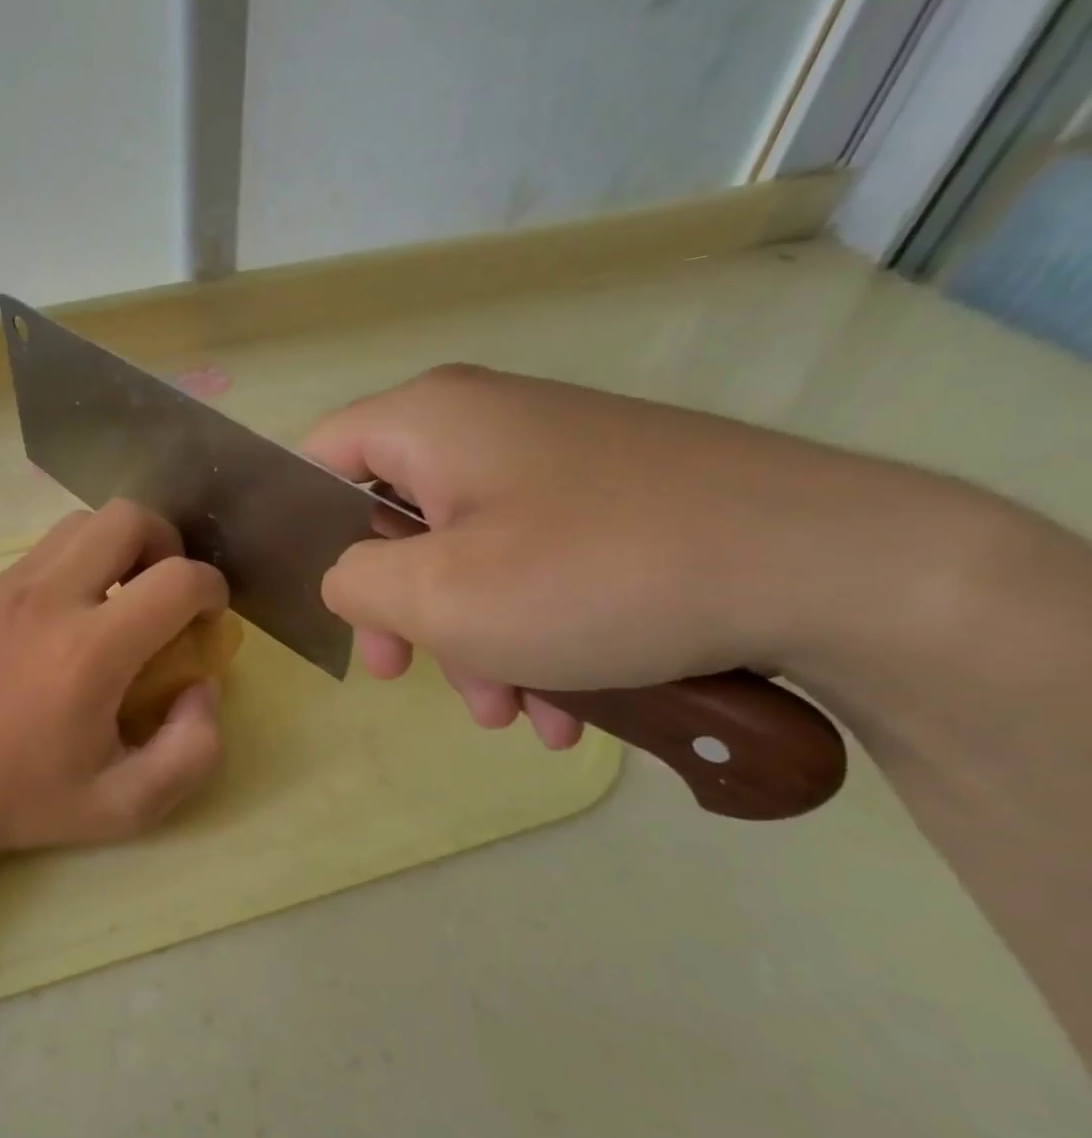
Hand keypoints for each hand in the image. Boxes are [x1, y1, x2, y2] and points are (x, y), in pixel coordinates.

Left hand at [0, 501, 229, 856]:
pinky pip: (46, 549)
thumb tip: (203, 686)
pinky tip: (69, 618)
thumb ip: (192, 751)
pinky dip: (78, 564)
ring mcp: (8, 585)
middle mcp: (49, 599)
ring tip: (120, 599)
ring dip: (120, 548)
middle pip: (128, 518)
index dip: (212, 591)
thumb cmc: (23, 799)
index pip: (178, 580)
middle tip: (165, 595)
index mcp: (90, 651)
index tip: (208, 621)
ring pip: (83, 523)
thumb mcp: (126, 806)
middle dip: (167, 545)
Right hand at [303, 364, 896, 747]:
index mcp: (430, 422)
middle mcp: (484, 425)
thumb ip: (354, 583)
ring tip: (514, 716)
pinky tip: (567, 705)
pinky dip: (531, 631)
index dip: (305, 531)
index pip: (321, 459)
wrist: (832, 566)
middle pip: (394, 519)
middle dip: (402, 611)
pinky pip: (533, 562)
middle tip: (406, 674)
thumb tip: (347, 577)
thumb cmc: (595, 574)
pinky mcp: (608, 498)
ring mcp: (553, 460)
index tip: (330, 604)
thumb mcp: (439, 596)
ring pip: (468, 553)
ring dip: (473, 641)